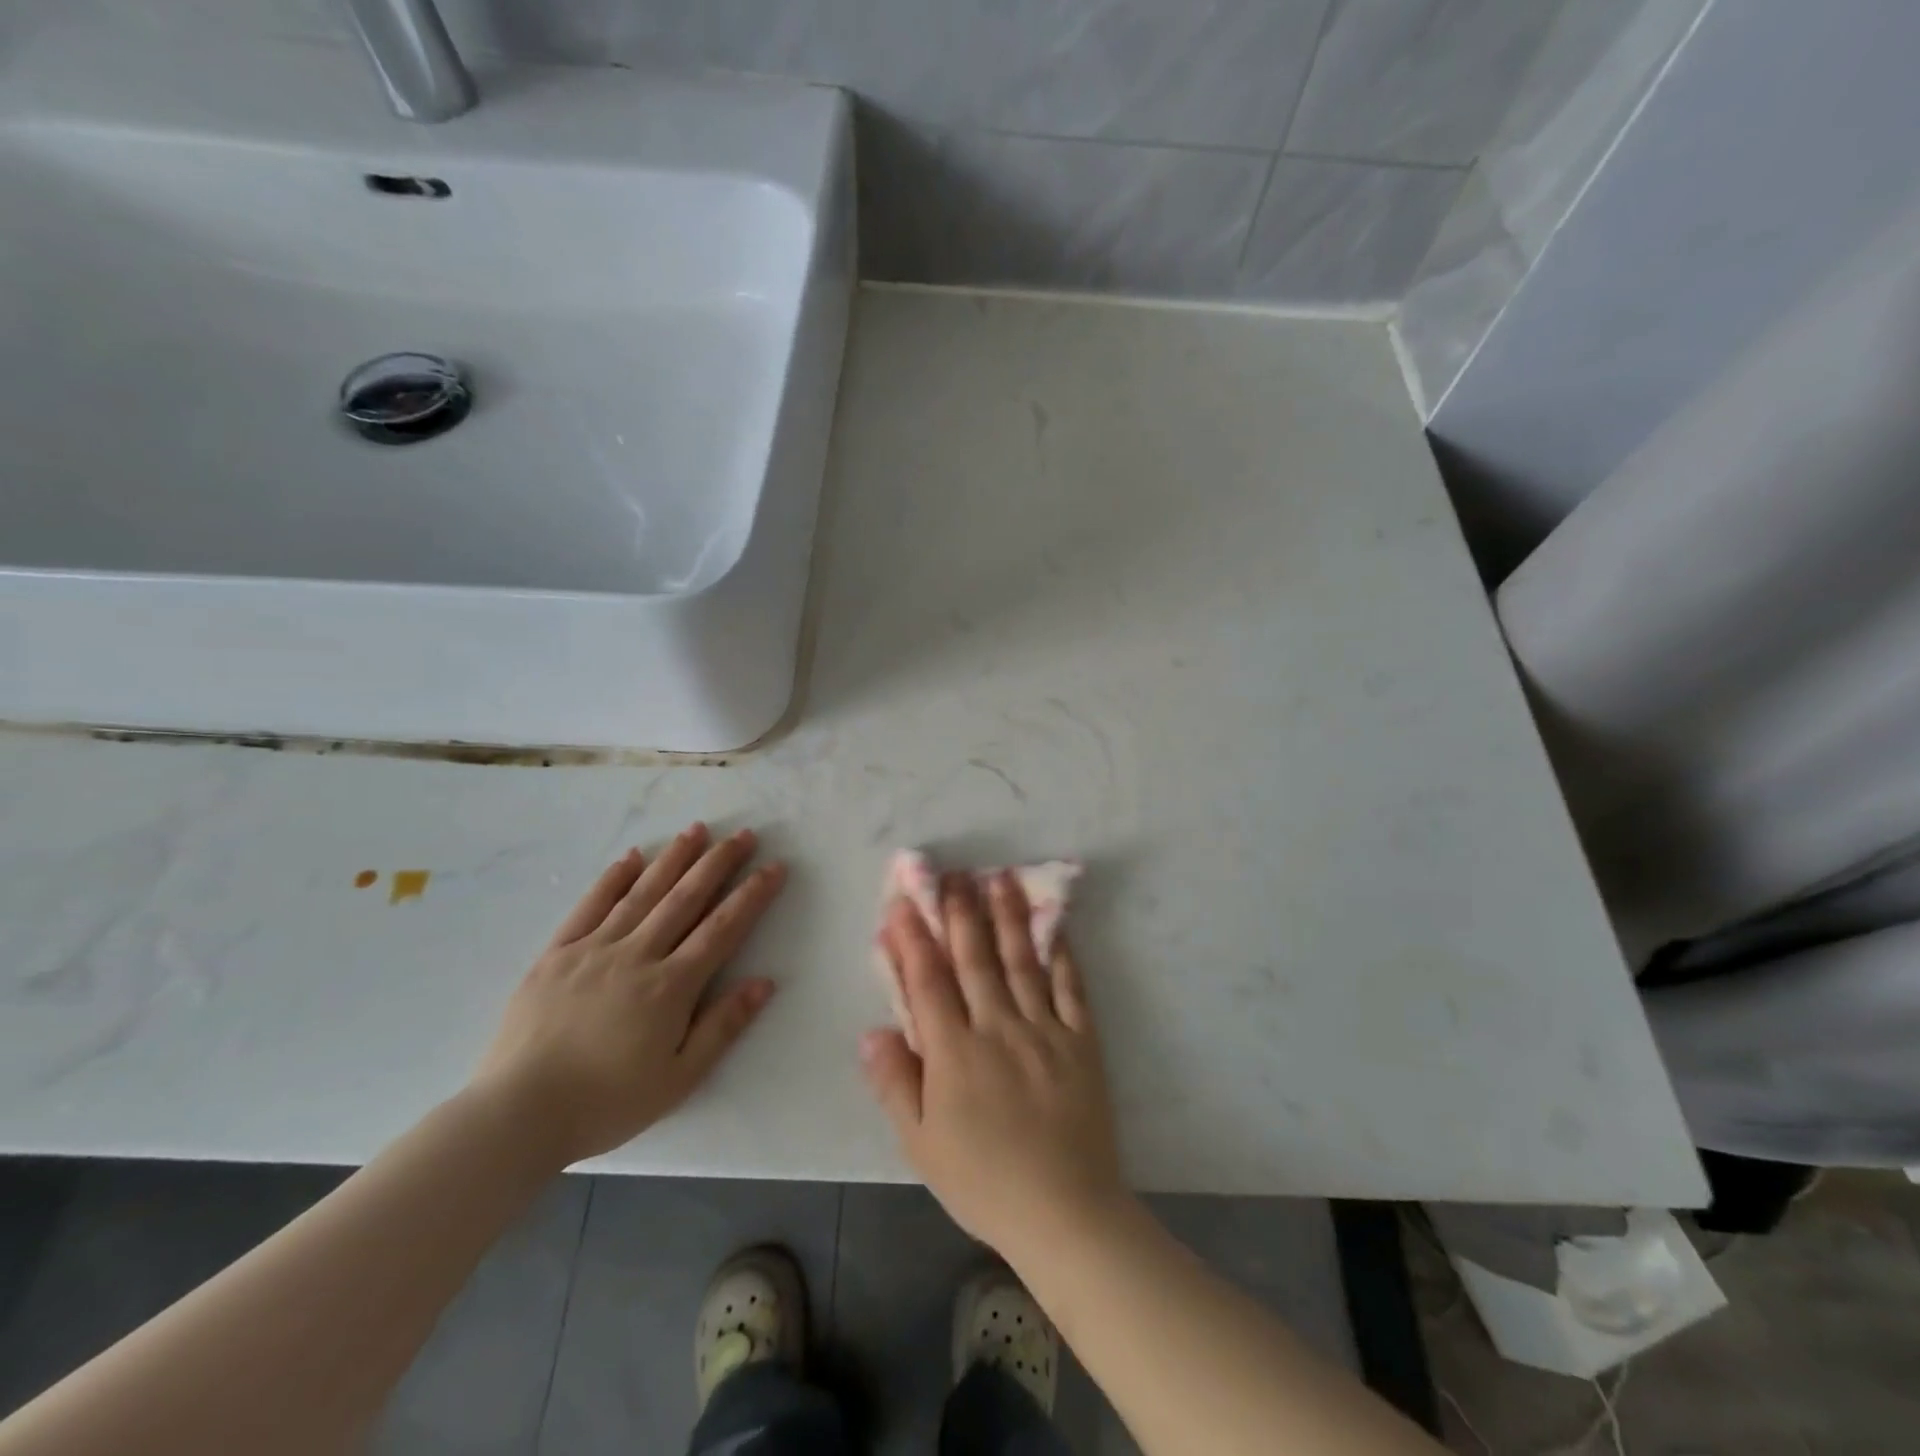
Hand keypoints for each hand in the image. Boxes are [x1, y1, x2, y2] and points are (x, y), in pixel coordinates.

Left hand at [472, 823, 785, 1167]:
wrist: (516, 1115)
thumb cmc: (606, 1103)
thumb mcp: (678, 1079)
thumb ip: (723, 1027)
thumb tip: (764, 982)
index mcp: (670, 986)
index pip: (722, 928)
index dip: (752, 895)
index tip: (775, 866)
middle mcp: (636, 955)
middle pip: (686, 898)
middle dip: (718, 863)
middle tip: (743, 834)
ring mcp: (593, 950)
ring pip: (642, 893)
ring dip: (673, 858)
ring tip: (696, 830)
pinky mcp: (556, 955)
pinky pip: (589, 906)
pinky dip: (613, 879)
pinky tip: (631, 858)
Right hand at [863, 872, 1127, 1264]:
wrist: (1065, 1211)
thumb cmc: (983, 1181)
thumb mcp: (922, 1144)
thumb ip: (895, 1083)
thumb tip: (872, 1030)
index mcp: (955, 1052)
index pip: (928, 982)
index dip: (914, 939)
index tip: (905, 902)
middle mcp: (998, 1027)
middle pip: (975, 959)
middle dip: (961, 913)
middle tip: (954, 874)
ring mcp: (1044, 1029)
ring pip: (1021, 961)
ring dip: (1008, 917)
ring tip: (1000, 878)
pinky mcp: (1081, 1040)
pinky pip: (1070, 987)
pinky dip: (1061, 953)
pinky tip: (1054, 925)